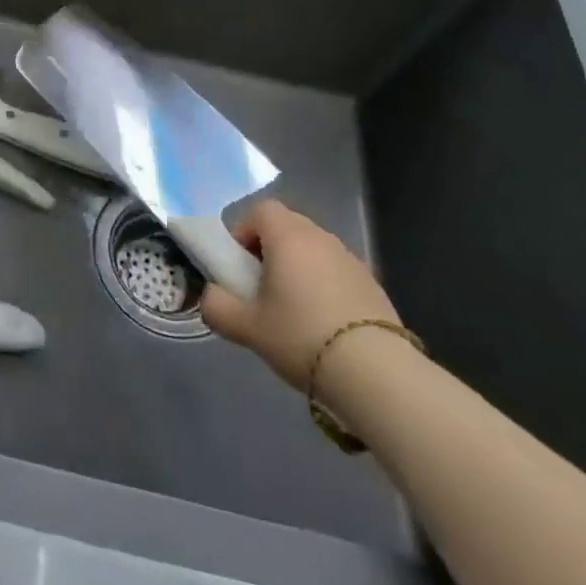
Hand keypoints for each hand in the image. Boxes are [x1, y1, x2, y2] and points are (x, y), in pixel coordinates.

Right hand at [199, 200, 398, 390]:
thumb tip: (209, 297)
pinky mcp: (373, 285)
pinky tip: (322, 325)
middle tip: (260, 289)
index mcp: (288, 236)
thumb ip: (217, 307)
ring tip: (292, 311)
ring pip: (313, 250)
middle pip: (286, 227)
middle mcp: (320, 237)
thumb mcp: (247, 327)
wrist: (376, 373)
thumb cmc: (301, 336)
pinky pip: (336, 272)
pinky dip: (323, 286)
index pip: (260, 210)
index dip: (243, 231)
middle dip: (268, 250)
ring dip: (297, 268)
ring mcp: (351, 260)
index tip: (239, 265)